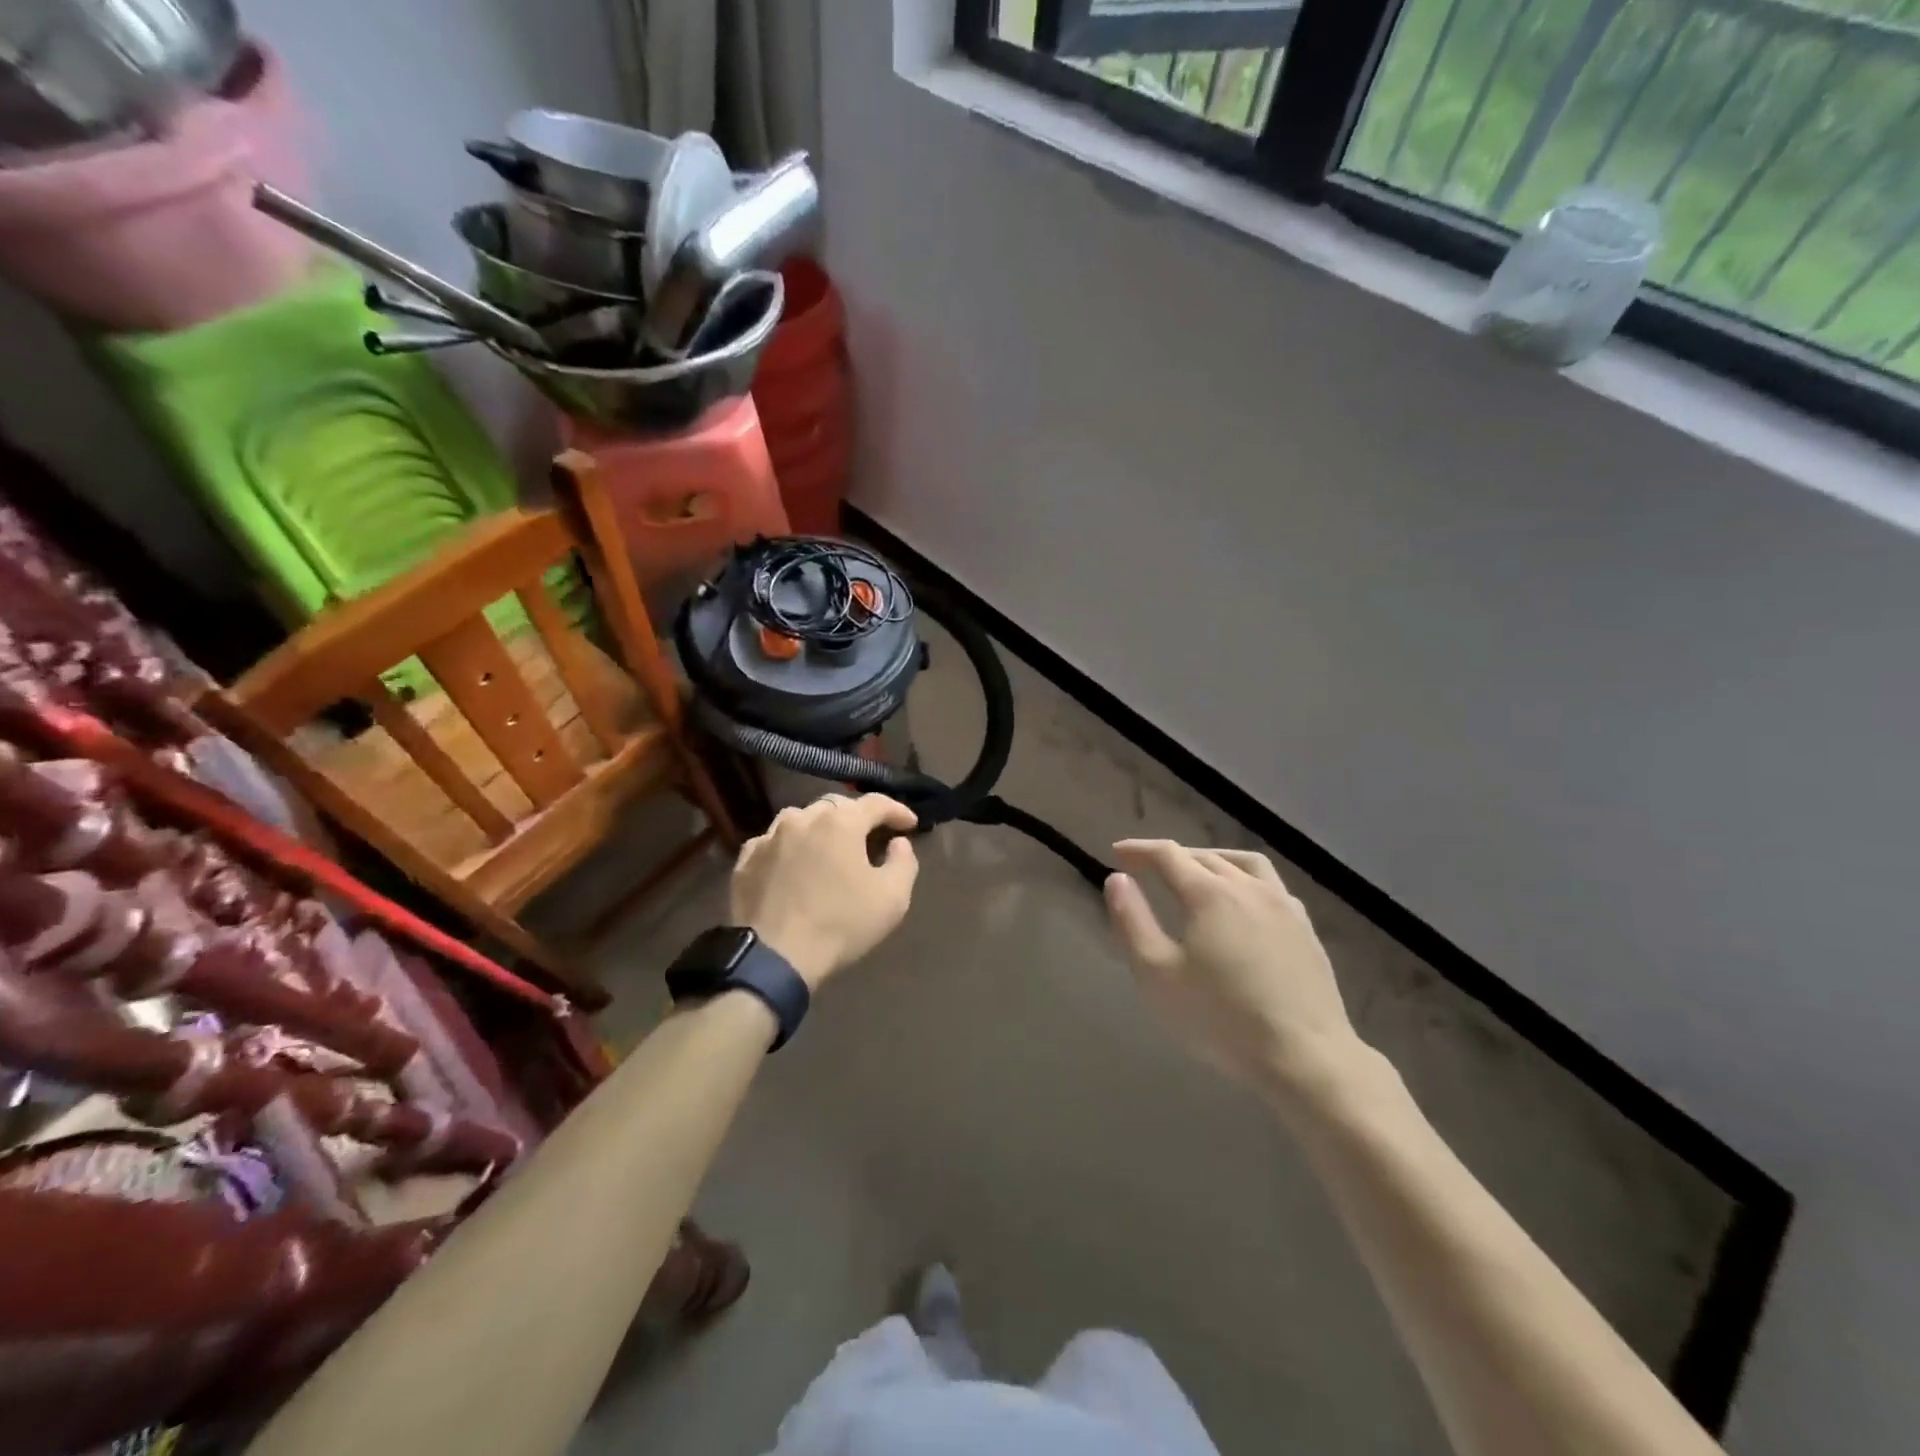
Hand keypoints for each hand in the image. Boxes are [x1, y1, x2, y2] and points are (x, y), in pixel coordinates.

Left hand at [730, 794, 920, 987]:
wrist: (774, 956)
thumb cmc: (840, 924)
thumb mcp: (893, 898)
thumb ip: (904, 862)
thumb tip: (898, 843)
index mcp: (840, 822)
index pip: (876, 803)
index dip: (897, 811)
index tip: (910, 824)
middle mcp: (802, 818)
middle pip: (836, 806)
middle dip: (857, 817)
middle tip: (870, 836)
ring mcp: (769, 837)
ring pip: (800, 818)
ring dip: (820, 827)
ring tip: (829, 847)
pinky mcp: (746, 860)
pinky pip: (773, 842)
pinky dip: (789, 846)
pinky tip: (793, 864)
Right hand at [1105, 840, 1366, 1104]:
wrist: (1305, 1057)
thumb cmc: (1221, 1018)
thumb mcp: (1157, 975)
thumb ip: (1133, 921)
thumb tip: (1117, 879)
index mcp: (1210, 894)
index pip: (1168, 855)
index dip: (1139, 850)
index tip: (1117, 853)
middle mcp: (1248, 887)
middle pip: (1204, 856)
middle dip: (1171, 856)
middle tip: (1146, 868)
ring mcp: (1283, 906)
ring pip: (1244, 863)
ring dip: (1212, 859)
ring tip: (1195, 871)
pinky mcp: (1306, 928)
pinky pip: (1271, 885)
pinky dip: (1245, 879)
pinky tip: (1242, 901)